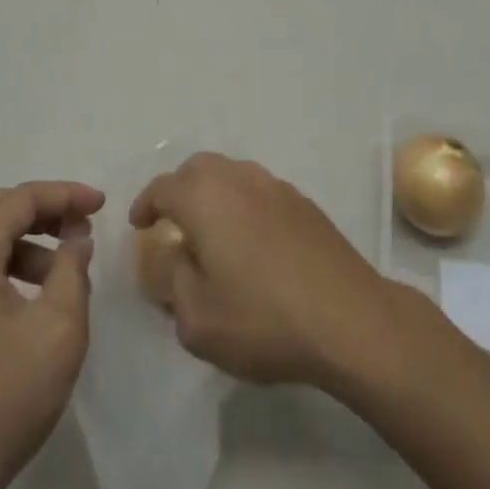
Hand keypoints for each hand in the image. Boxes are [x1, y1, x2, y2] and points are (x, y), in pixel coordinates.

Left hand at [0, 180, 103, 488]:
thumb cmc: (4, 398)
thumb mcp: (58, 327)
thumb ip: (72, 268)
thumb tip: (76, 237)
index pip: (18, 199)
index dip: (64, 195)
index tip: (102, 205)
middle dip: (46, 212)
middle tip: (85, 228)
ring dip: (30, 241)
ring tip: (68, 270)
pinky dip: (11, 266)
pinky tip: (38, 297)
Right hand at [130, 153, 394, 388]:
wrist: (349, 319)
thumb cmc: (263, 320)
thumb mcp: (196, 318)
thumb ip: (171, 280)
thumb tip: (170, 255)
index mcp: (205, 197)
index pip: (163, 187)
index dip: (146, 205)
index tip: (140, 226)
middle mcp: (238, 178)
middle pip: (198, 169)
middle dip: (179, 190)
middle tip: (173, 224)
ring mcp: (276, 187)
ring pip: (232, 174)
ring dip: (214, 194)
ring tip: (212, 232)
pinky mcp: (304, 203)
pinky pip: (260, 191)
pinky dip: (244, 205)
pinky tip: (251, 242)